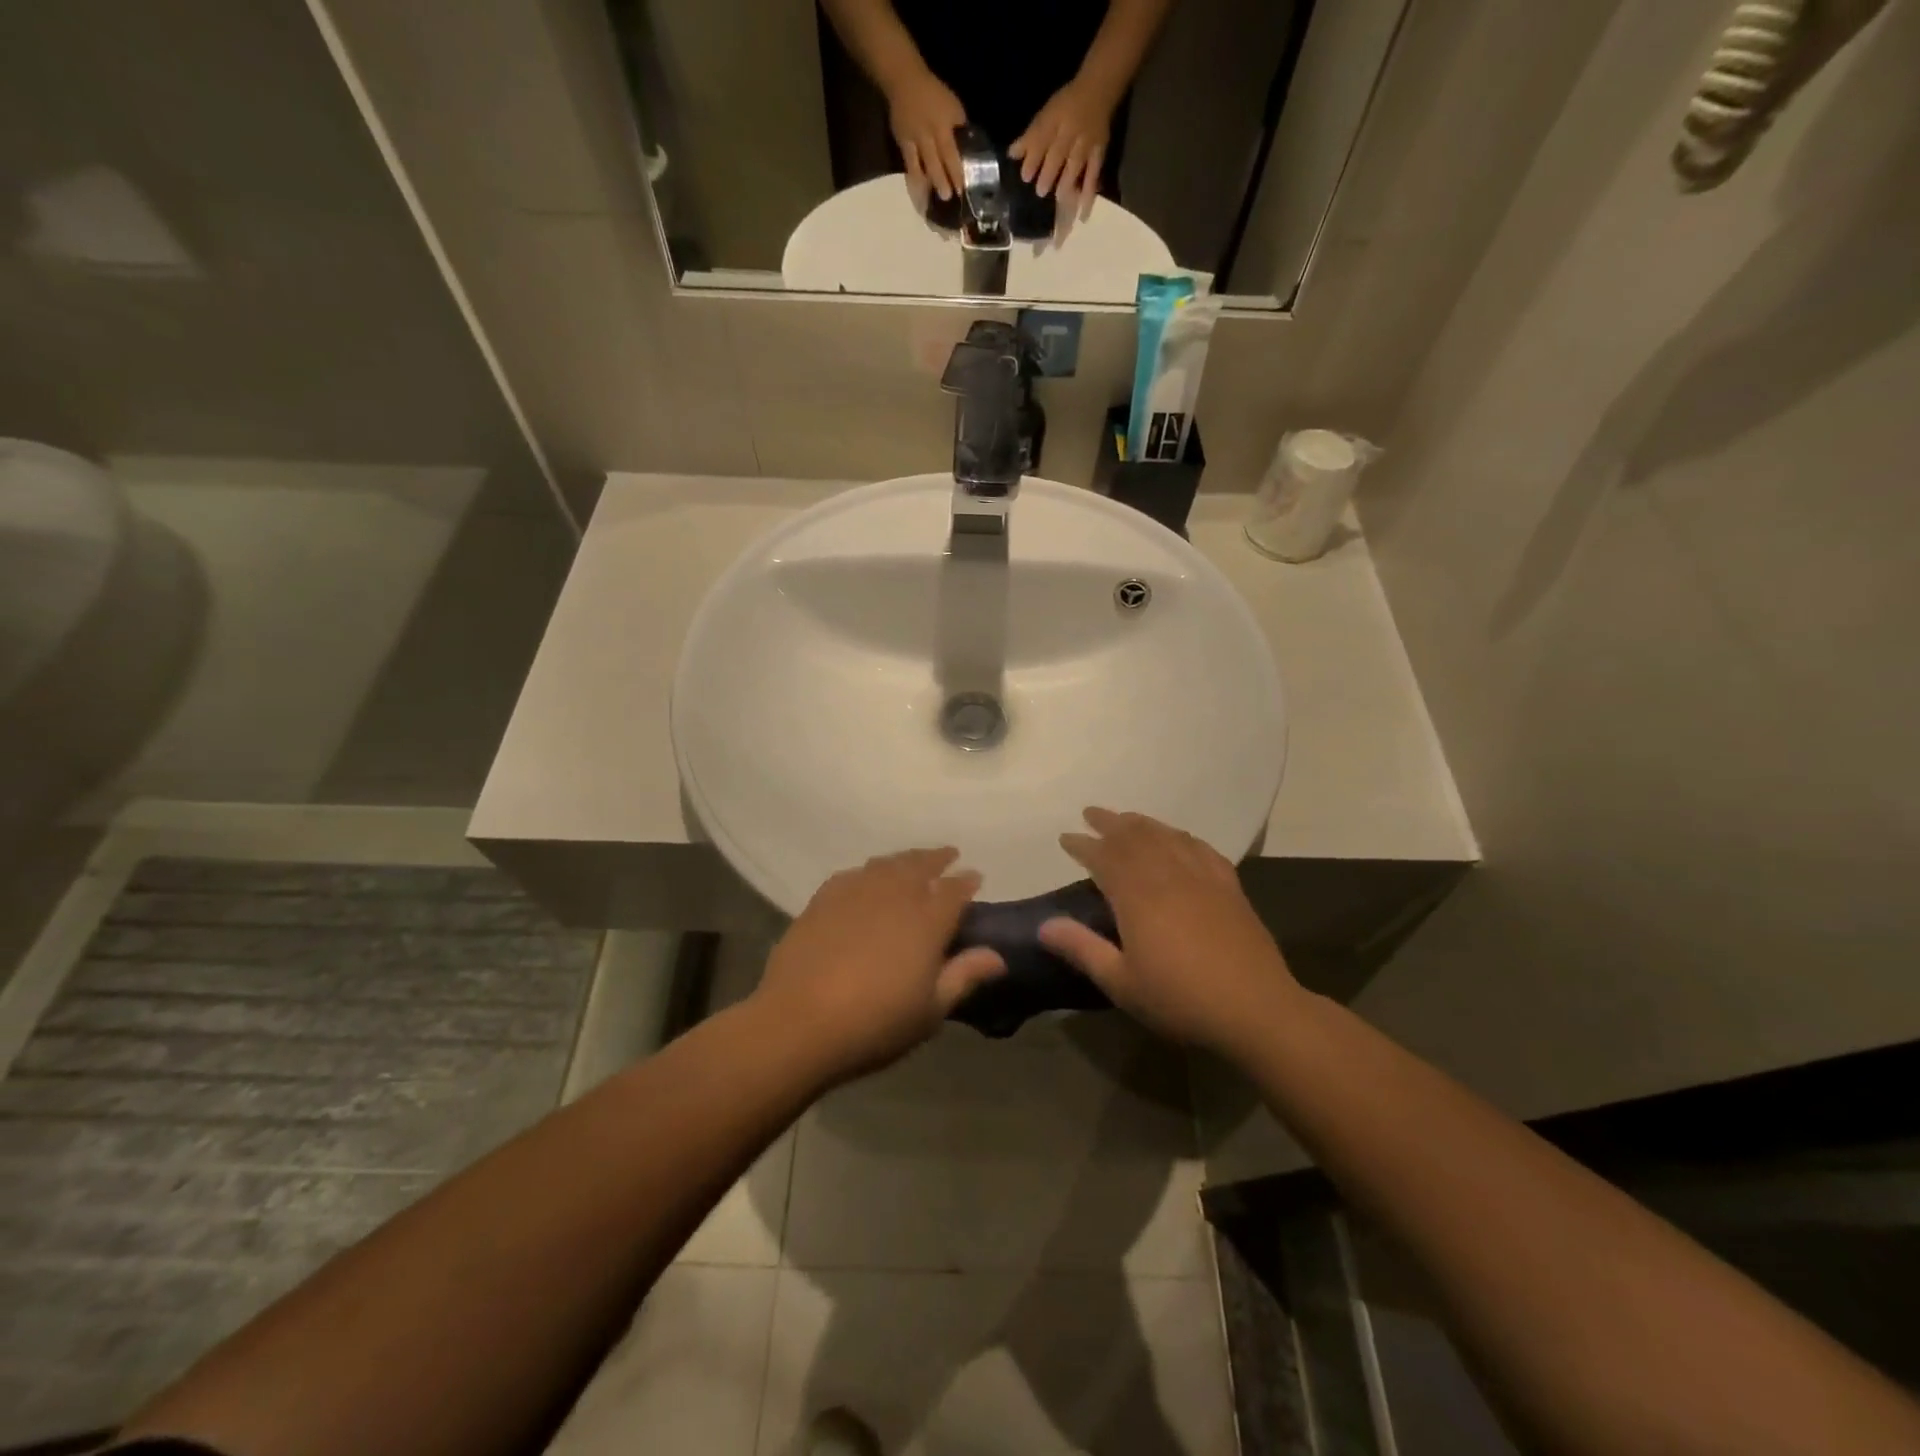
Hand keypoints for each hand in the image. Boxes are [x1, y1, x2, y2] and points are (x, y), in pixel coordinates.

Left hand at [751, 848, 1004, 1082]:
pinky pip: (854, 874)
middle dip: (937, 858)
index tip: (975, 877)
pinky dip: (869, 872)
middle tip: (948, 855)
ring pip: (887, 864)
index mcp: (927, 920)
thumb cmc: (875, 1023)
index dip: (967, 881)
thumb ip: (964, 976)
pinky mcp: (823, 899)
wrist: (799, 1022)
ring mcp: (856, 892)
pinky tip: (868, 879)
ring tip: (912, 862)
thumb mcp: (930, 1010)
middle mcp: (894, 895)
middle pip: (920, 865)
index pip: (954, 889)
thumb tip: (998, 956)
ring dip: (905, 860)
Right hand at [884, 68, 966, 200]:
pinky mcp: (902, 144)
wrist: (904, 81)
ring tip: (931, 203)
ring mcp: (913, 141)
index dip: (956, 172)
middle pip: (936, 164)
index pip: (951, 153)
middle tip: (948, 199)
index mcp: (942, 126)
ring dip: (927, 186)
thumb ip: (959, 127)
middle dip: (942, 183)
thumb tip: (968, 148)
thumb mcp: (953, 106)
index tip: (962, 189)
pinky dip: (914, 181)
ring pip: (921, 168)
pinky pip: (909, 166)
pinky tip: (919, 193)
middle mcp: (927, 136)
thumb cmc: (933, 93)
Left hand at [1009, 76, 1114, 205]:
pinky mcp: (1098, 154)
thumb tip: (1011, 154)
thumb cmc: (1066, 105)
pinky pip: (1093, 176)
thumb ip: (1030, 136)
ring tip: (1059, 199)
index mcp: (1055, 120)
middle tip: (1040, 192)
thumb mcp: (1046, 113)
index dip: (1033, 158)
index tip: (1025, 176)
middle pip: (1058, 153)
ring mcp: (1085, 144)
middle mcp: (1070, 131)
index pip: (1042, 138)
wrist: (1098, 89)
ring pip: (1075, 165)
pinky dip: (1088, 195)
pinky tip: (1082, 214)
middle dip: (1049, 173)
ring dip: (1066, 182)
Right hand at [1038, 809, 1300, 1052]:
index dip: (1083, 845)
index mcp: (1137, 896)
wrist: (1256, 1008)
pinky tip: (1178, 837)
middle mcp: (1167, 875)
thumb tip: (1044, 925)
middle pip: (1134, 837)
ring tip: (1126, 818)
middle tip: (1091, 813)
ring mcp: (1201, 877)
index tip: (1066, 838)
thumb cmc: (1180, 999)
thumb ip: (1082, 948)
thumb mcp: (1121, 982)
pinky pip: (1200, 848)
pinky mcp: (1229, 886)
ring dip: (1142, 823)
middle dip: (1109, 822)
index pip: (1103, 857)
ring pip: (1166, 836)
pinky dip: (1181, 836)